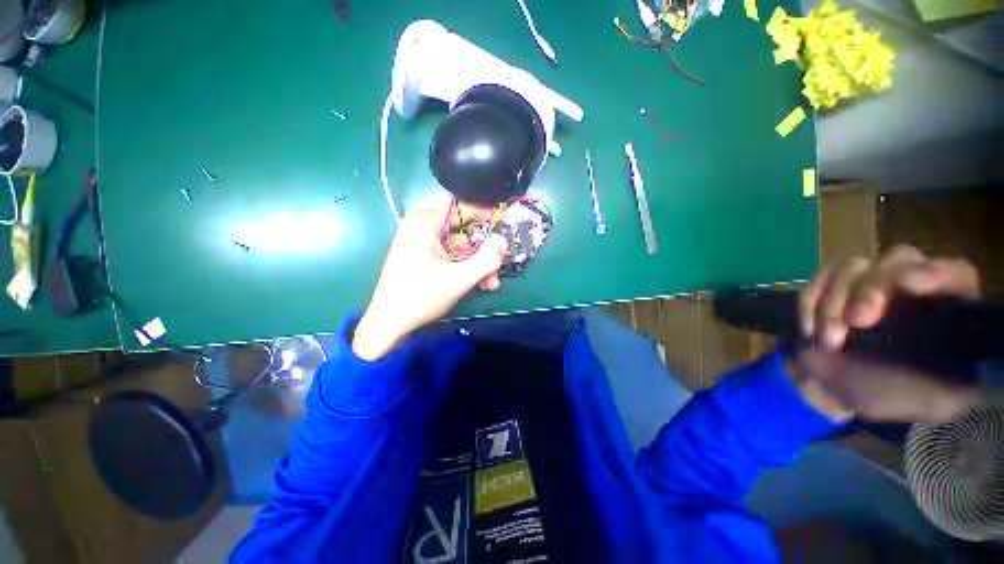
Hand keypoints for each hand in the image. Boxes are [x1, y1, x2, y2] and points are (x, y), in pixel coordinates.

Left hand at [352, 205, 507, 360]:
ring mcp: (421, 242)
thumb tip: (503, 241)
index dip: (489, 217)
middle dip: (484, 252)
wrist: (388, 325)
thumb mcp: (459, 279)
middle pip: (465, 231)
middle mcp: (423, 225)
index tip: (507, 231)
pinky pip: (451, 255)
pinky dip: (464, 267)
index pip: (466, 207)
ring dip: (477, 264)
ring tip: (489, 284)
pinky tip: (477, 284)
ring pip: (461, 246)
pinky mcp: (422, 256)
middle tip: (497, 271)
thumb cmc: (420, 298)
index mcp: (426, 221)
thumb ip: (487, 259)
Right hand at [789, 246, 981, 422]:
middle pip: (897, 260)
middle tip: (856, 321)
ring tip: (828, 342)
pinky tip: (810, 331)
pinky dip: (810, 304)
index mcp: (946, 307)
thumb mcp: (936, 401)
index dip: (936, 272)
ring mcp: (866, 281)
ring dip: (833, 305)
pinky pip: (817, 279)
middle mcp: (910, 284)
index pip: (954, 272)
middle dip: (872, 288)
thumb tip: (992, 373)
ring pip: (852, 267)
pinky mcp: (829, 285)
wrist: (829, 387)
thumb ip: (966, 385)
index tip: (910, 286)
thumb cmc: (887, 395)